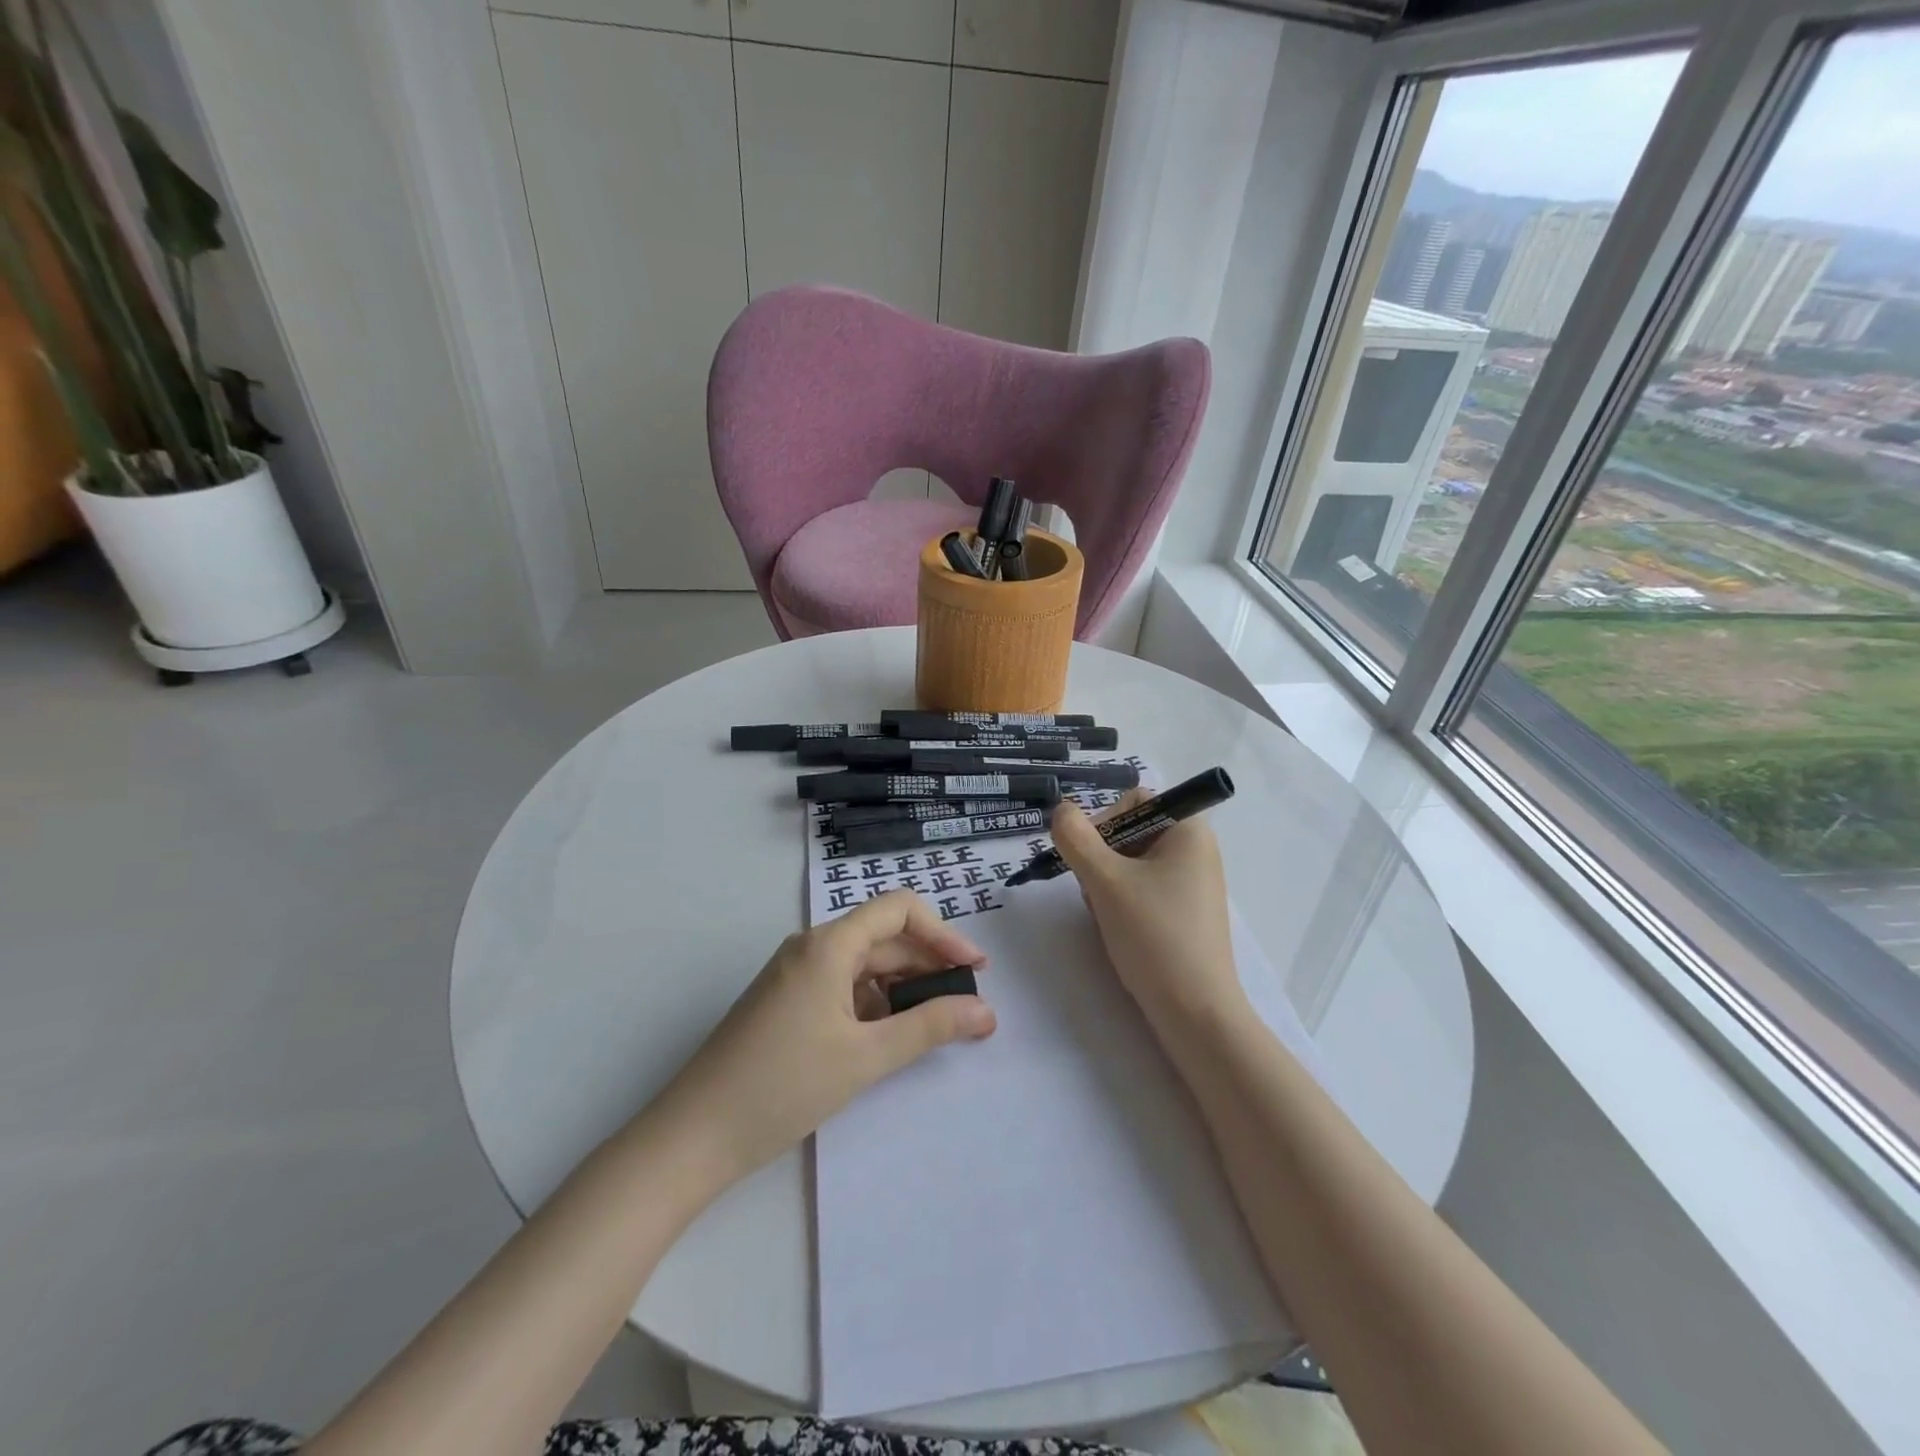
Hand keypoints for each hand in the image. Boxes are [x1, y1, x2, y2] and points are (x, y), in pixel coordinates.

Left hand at [649, 891, 994, 1182]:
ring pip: (864, 967)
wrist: (693, 1136)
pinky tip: (888, 1039)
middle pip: (883, 939)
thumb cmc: (783, 1086)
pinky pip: (842, 989)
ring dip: (903, 989)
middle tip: (967, 1006)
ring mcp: (795, 976)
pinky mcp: (786, 1003)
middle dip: (928, 966)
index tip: (974, 970)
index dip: (943, 933)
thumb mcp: (865, 1057)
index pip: (899, 910)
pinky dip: (873, 1006)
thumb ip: (930, 1028)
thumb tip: (985, 1011)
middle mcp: (812, 948)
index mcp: (829, 944)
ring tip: (936, 1026)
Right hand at [1049, 791, 1246, 1030]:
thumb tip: (1061, 809)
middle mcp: (1196, 850)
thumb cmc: (1154, 935)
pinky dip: (1122, 902)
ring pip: (1131, 864)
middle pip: (1130, 832)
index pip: (1134, 800)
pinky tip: (1117, 929)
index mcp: (1189, 831)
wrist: (1195, 1013)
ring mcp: (1193, 884)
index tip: (1087, 856)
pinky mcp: (1185, 913)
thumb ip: (1076, 838)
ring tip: (1106, 915)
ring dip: (1106, 882)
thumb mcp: (1105, 881)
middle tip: (1093, 891)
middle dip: (1101, 858)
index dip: (1103, 820)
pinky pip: (1144, 890)